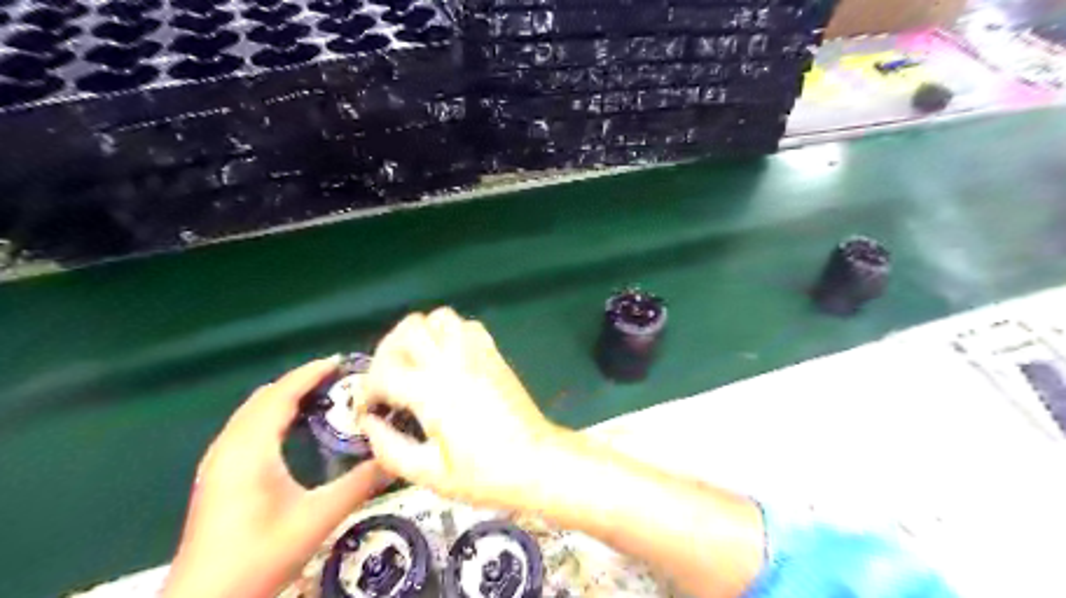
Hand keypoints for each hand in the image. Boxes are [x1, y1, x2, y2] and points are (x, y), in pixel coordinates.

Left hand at [157, 358, 389, 594]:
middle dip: (299, 382)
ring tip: (321, 397)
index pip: (280, 395)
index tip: (339, 361)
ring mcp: (217, 462)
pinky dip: (272, 415)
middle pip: (264, 398)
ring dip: (284, 398)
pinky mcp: (216, 476)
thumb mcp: (318, 518)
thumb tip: (396, 458)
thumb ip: (359, 484)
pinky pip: (246, 428)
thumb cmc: (260, 555)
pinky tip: (292, 430)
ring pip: (252, 412)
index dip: (309, 374)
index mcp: (250, 450)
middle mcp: (228, 448)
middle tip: (337, 380)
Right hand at [356, 309, 557, 507]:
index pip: (383, 372)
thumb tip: (368, 424)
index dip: (367, 390)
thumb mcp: (429, 475)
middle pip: (408, 329)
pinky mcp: (493, 354)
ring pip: (438, 317)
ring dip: (420, 334)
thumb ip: (390, 449)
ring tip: (416, 363)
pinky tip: (448, 359)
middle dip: (387, 352)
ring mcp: (476, 353)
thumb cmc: (484, 474)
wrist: (536, 462)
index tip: (369, 410)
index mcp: (432, 393)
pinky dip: (449, 333)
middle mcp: (452, 363)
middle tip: (388, 380)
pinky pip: (467, 325)